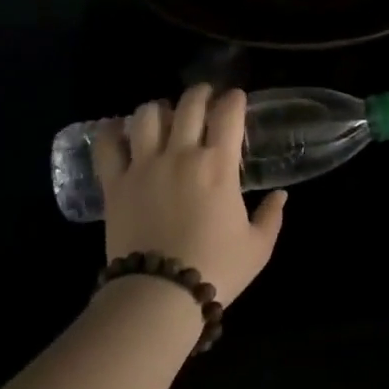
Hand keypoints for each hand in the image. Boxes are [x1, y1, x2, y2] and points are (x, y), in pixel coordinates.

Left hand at [93, 83, 286, 305]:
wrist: (160, 294)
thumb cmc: (216, 269)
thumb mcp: (258, 247)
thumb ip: (272, 216)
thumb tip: (281, 196)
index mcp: (218, 165)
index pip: (228, 114)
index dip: (234, 99)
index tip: (236, 99)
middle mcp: (180, 154)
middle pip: (188, 105)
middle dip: (200, 93)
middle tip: (205, 96)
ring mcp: (144, 165)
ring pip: (147, 115)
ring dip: (159, 108)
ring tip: (164, 114)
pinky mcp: (115, 182)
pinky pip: (107, 144)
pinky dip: (112, 130)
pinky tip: (118, 129)